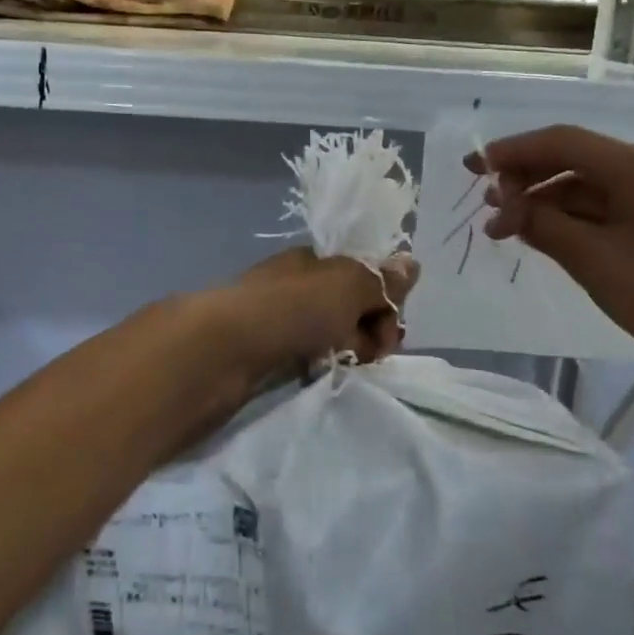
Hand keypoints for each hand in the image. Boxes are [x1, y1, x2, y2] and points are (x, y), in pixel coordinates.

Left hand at [208, 248, 418, 380]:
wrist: (223, 349)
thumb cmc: (291, 308)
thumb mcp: (347, 285)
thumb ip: (381, 279)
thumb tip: (411, 264)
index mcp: (316, 260)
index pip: (366, 276)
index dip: (386, 302)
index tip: (391, 329)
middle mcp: (299, 285)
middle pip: (352, 306)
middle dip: (371, 331)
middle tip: (369, 352)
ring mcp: (281, 319)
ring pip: (332, 334)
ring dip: (348, 351)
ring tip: (344, 366)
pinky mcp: (267, 352)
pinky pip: (309, 356)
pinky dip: (320, 365)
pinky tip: (318, 374)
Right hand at [467, 126, 633, 384]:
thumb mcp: (594, 261)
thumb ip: (544, 226)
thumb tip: (507, 207)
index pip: (561, 142)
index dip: (512, 151)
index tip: (472, 167)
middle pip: (570, 158)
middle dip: (523, 176)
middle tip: (484, 203)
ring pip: (582, 184)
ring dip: (541, 200)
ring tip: (503, 227)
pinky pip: (599, 206)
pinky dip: (566, 217)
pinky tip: (539, 235)